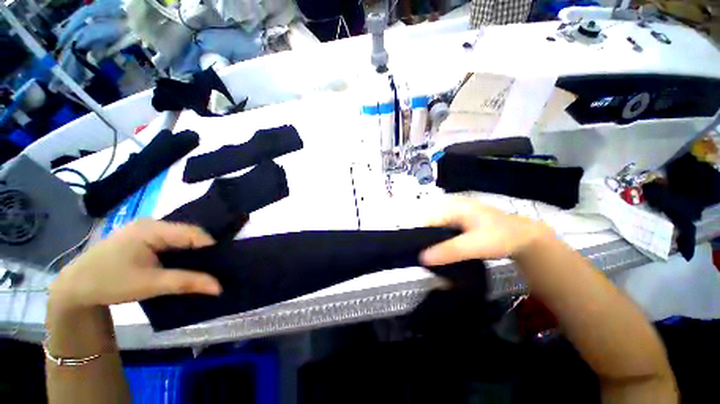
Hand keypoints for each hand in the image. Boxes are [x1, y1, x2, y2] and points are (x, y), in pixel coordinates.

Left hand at [49, 220, 221, 310]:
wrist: (74, 288)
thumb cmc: (109, 283)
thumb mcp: (149, 285)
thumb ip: (187, 283)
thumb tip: (219, 287)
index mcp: (152, 229)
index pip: (193, 233)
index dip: (211, 247)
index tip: (222, 265)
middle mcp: (151, 224)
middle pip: (188, 234)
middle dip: (202, 251)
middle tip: (215, 268)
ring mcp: (145, 231)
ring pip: (180, 239)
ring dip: (191, 254)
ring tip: (202, 268)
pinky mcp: (142, 239)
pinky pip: (170, 243)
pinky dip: (180, 254)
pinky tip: (182, 266)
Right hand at [420, 198, 552, 265]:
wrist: (525, 238)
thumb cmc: (500, 238)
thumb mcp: (474, 245)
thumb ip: (449, 251)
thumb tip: (422, 258)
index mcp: (452, 207)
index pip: (426, 220)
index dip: (419, 235)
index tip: (416, 253)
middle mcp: (451, 207)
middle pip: (430, 224)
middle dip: (426, 239)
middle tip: (425, 258)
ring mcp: (456, 214)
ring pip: (437, 228)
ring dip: (434, 242)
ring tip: (432, 257)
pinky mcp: (461, 222)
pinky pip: (445, 231)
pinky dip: (442, 241)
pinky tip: (444, 251)